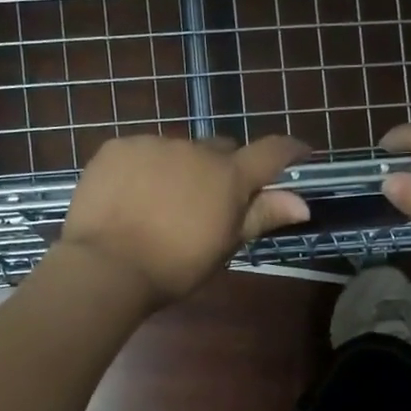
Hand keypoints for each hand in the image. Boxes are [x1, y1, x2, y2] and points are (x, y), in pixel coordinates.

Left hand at [58, 134, 310, 305]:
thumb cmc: (175, 266)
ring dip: (180, 168)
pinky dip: (143, 168)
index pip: (271, 151)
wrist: (107, 266)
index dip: (290, 150)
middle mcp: (195, 149)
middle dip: (222, 168)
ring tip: (161, 203)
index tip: (300, 152)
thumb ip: (261, 216)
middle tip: (210, 200)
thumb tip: (302, 203)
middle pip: (221, 149)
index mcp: (228, 176)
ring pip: (178, 150)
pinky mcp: (118, 147)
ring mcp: (153, 144)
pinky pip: (140, 151)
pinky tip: (131, 197)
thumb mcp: (224, 246)